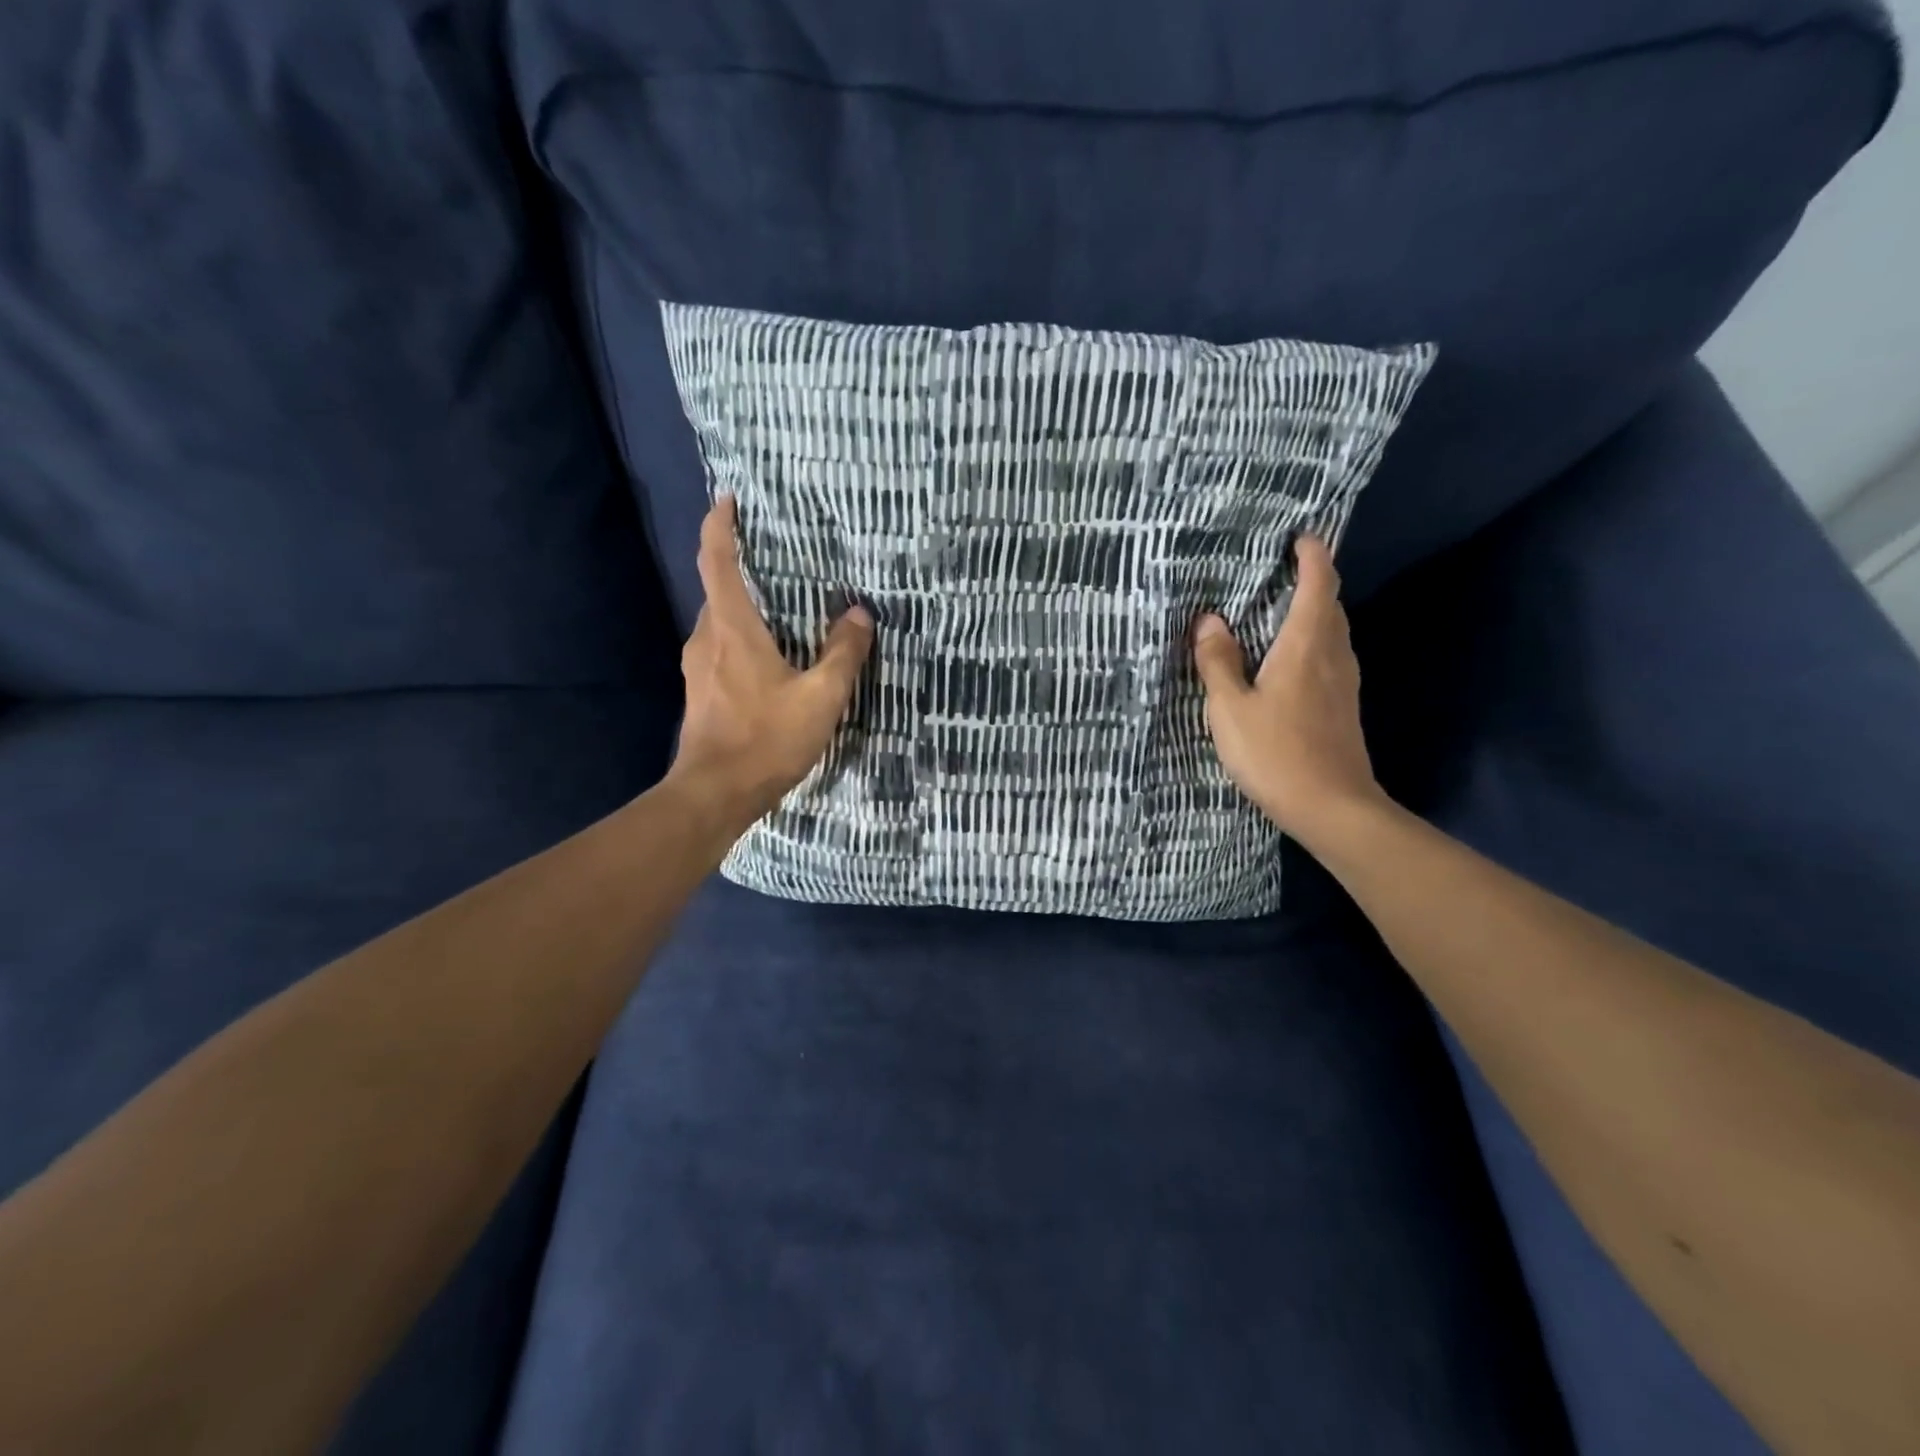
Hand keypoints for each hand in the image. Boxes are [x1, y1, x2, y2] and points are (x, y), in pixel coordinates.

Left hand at [667, 496, 874, 830]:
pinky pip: (721, 645)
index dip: (720, 525)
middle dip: (740, 564)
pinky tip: (770, 652)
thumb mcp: (820, 697)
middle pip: (718, 587)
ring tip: (782, 602)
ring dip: (744, 603)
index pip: (716, 560)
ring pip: (720, 620)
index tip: (730, 499)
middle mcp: (707, 638)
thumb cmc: (766, 739)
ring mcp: (698, 666)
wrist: (714, 794)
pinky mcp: (701, 691)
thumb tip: (858, 614)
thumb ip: (843, 653)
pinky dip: (742, 634)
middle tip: (779, 554)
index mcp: (732, 628)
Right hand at [1192, 535, 1387, 847]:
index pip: (1319, 583)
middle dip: (1312, 580)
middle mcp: (1333, 655)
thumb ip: (1218, 661)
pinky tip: (1289, 661)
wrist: (1332, 807)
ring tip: (1279, 610)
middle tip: (1277, 572)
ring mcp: (1345, 682)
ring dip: (1313, 613)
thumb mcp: (1230, 707)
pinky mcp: (1344, 707)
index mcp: (1306, 645)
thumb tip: (1210, 620)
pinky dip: (1313, 642)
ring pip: (1333, 632)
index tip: (1299, 537)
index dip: (1312, 555)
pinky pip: (1330, 657)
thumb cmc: (1276, 752)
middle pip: (1331, 604)